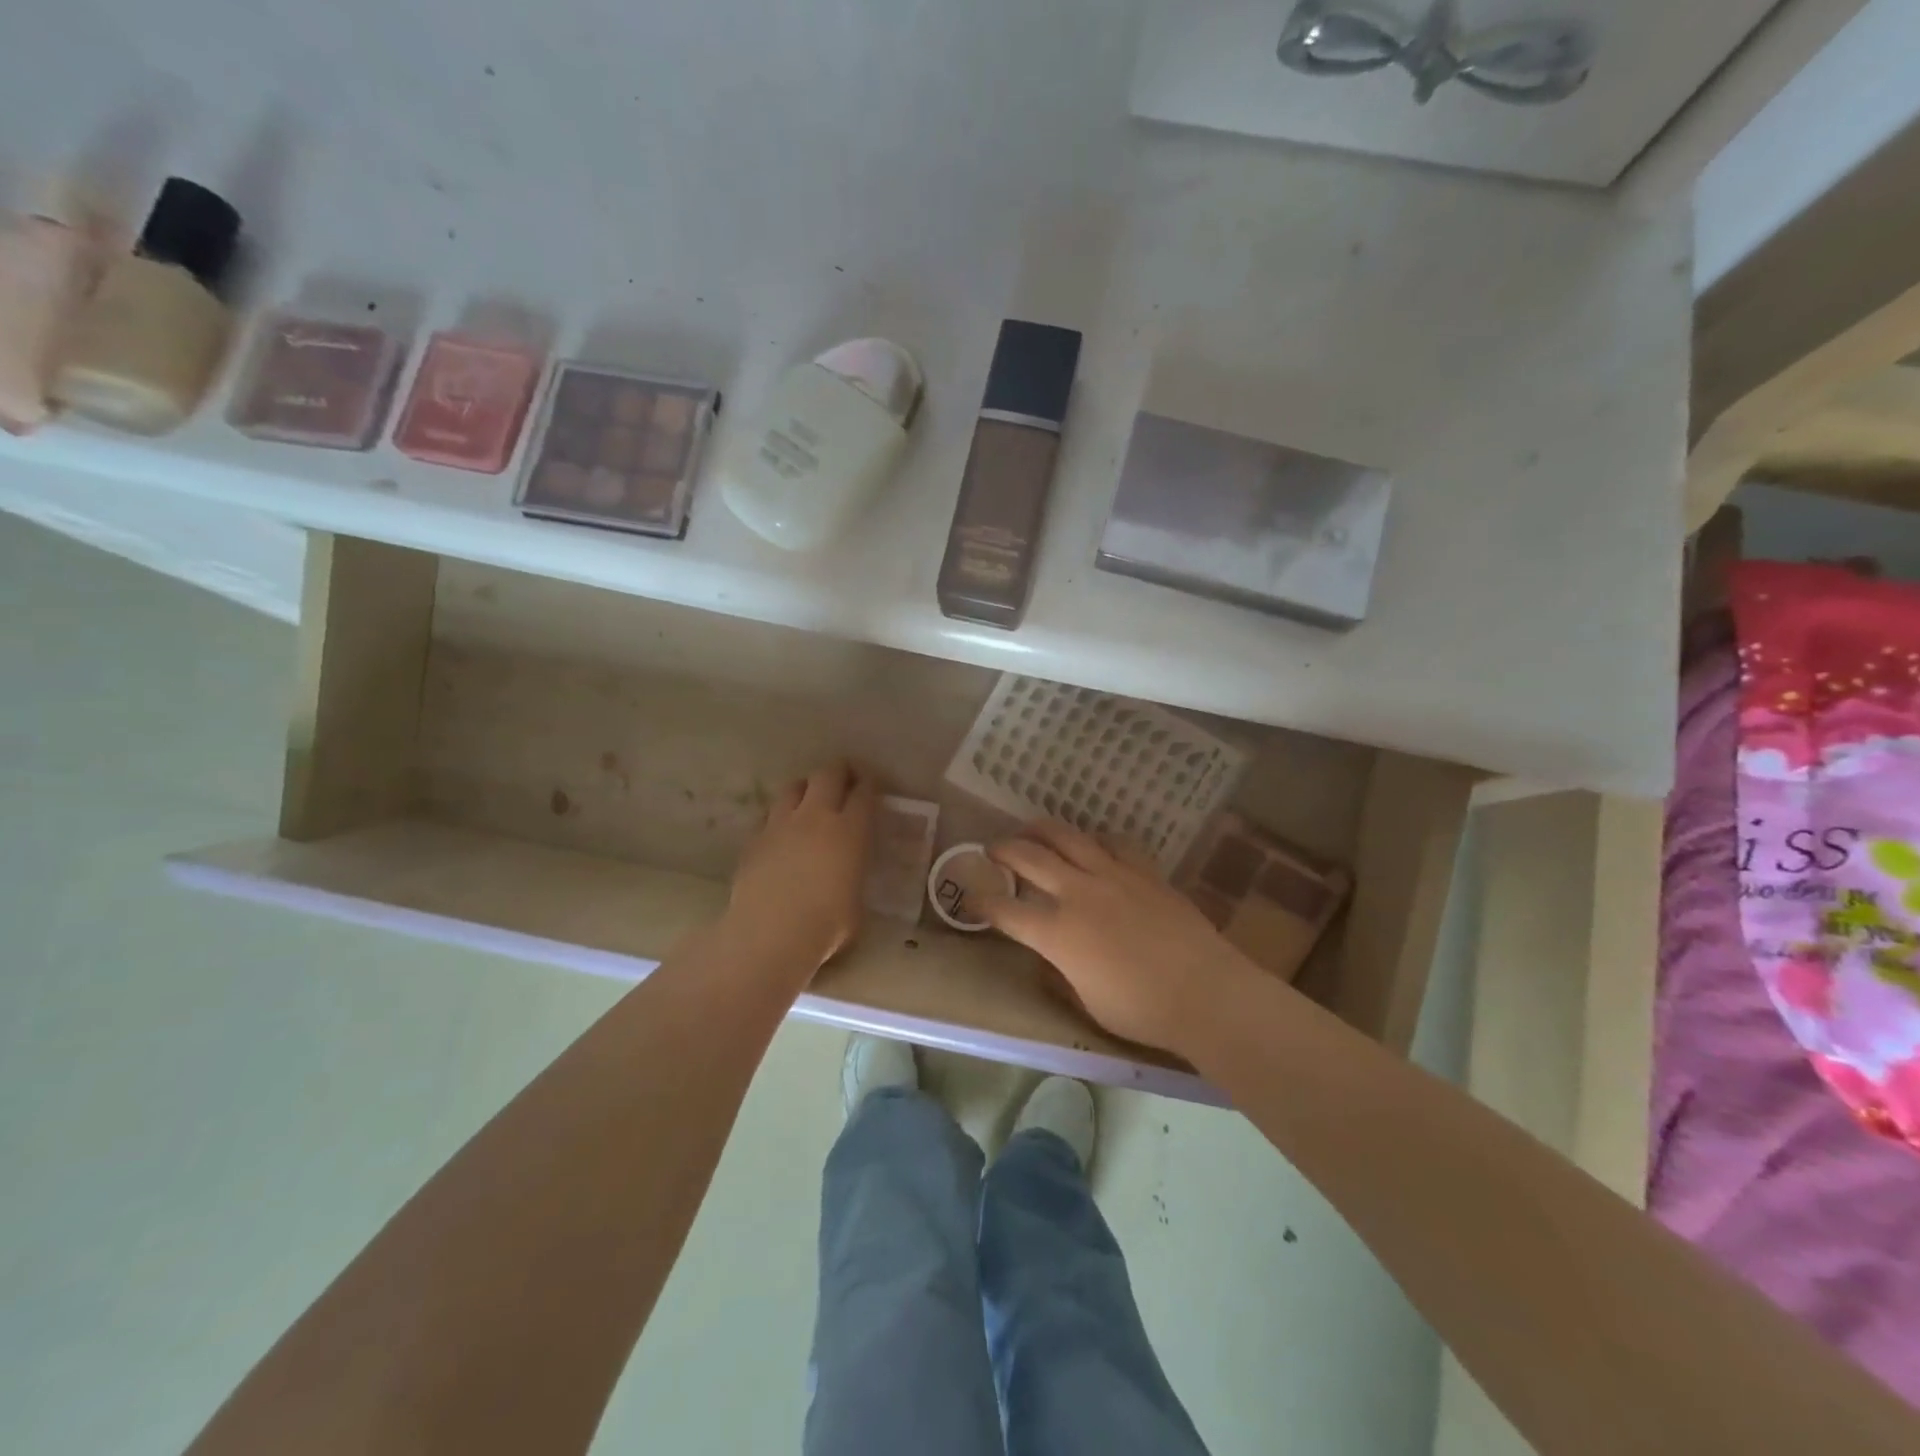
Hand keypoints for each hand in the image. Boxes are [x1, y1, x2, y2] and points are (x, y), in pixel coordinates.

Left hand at [726, 761, 874, 971]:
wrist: (770, 935)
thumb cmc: (827, 926)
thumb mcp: (857, 901)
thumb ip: (855, 875)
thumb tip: (849, 872)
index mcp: (850, 831)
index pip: (864, 793)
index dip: (870, 785)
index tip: (872, 786)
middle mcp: (816, 817)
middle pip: (828, 774)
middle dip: (840, 771)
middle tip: (846, 779)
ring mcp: (780, 824)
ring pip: (794, 786)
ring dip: (806, 787)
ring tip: (811, 799)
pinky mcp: (754, 839)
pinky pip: (770, 815)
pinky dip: (781, 817)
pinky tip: (783, 833)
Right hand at [978, 819, 1258, 1050]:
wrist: (1205, 992)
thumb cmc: (1142, 1010)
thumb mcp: (1087, 1003)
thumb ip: (1060, 976)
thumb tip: (1047, 961)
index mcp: (1057, 934)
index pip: (1006, 911)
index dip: (982, 902)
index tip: (971, 897)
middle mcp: (1077, 894)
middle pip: (1029, 858)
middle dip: (1004, 849)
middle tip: (993, 848)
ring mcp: (1112, 875)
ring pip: (1067, 837)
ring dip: (1041, 829)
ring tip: (1030, 829)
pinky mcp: (1143, 871)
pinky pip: (1113, 842)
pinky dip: (1094, 839)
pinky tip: (1092, 842)